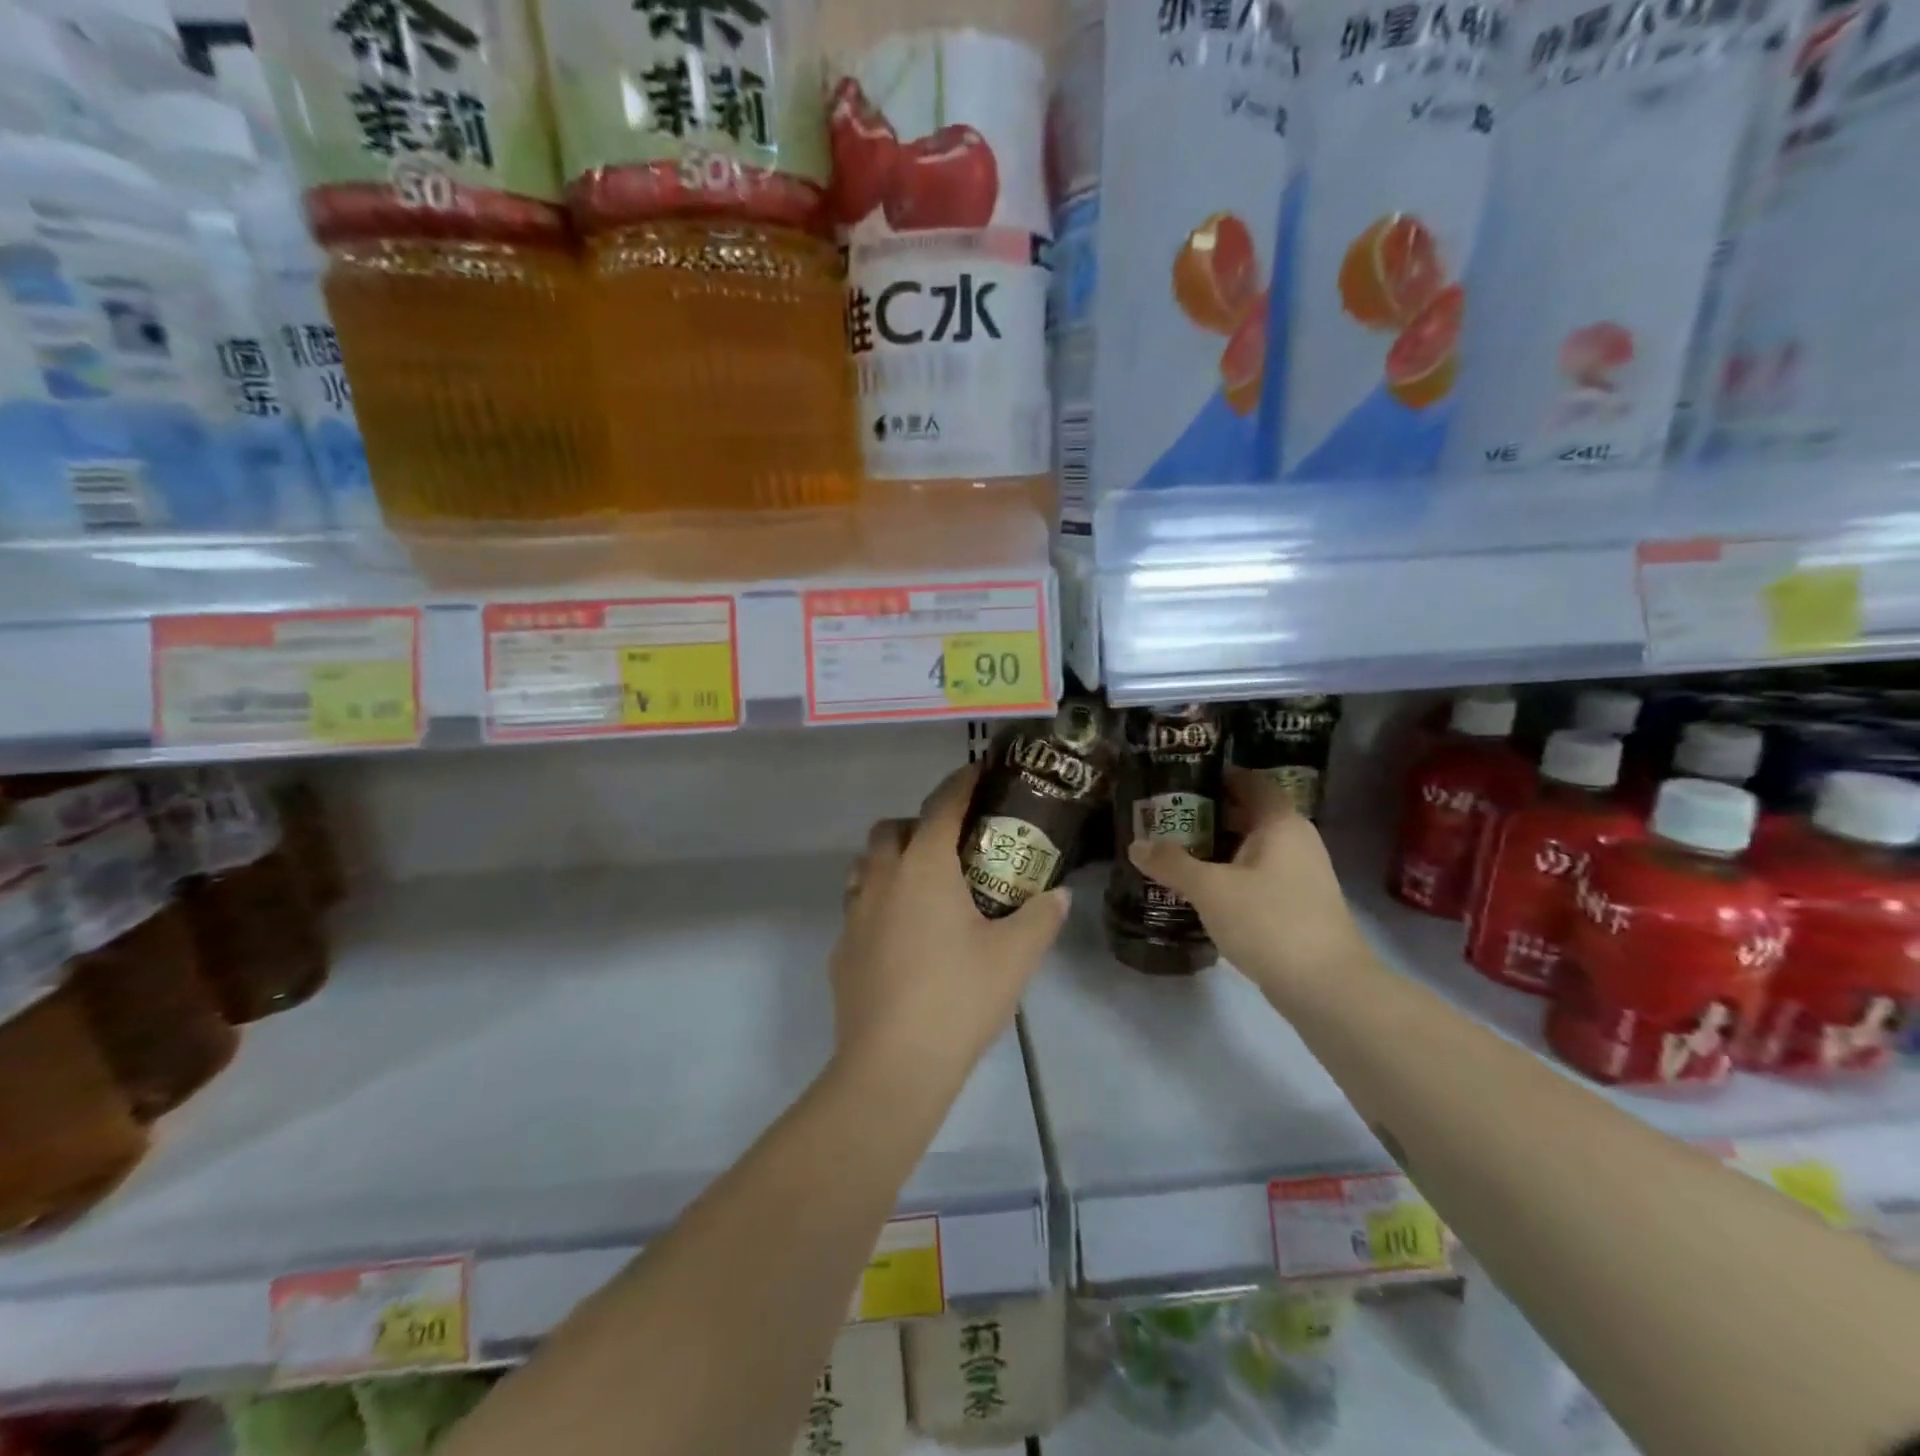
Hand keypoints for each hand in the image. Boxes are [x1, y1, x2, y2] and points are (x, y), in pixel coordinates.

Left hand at [831, 764, 1070, 1094]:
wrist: (892, 1066)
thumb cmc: (959, 998)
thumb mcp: (1015, 957)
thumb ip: (1040, 918)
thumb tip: (1058, 895)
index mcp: (924, 868)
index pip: (942, 806)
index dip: (962, 782)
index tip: (978, 771)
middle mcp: (882, 880)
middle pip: (892, 828)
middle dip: (920, 822)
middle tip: (952, 844)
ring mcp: (854, 914)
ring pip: (865, 865)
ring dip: (890, 859)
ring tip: (923, 884)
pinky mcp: (841, 950)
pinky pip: (857, 907)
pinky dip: (878, 903)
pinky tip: (901, 936)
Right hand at [1127, 767, 1367, 1004]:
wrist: (1326, 987)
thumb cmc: (1269, 921)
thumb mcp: (1210, 889)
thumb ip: (1171, 863)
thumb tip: (1136, 845)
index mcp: (1280, 823)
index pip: (1249, 781)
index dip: (1217, 776)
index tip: (1179, 780)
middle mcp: (1296, 840)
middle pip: (1249, 814)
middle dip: (1209, 815)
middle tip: (1166, 818)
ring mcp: (1303, 874)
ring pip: (1254, 848)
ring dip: (1218, 848)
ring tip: (1177, 852)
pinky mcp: (1300, 904)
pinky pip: (1260, 875)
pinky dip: (1232, 874)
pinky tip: (1204, 889)